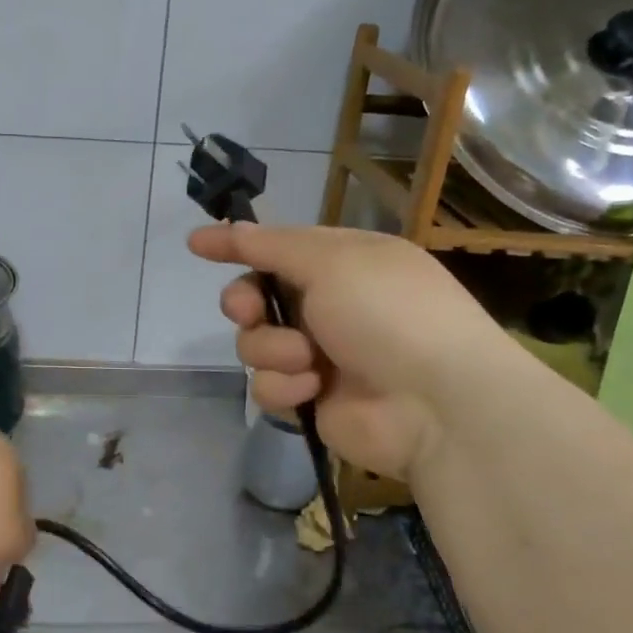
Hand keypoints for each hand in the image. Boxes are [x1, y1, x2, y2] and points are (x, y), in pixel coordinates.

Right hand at [187, 223, 517, 478]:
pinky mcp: (311, 398)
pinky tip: (312, 389)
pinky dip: (285, 386)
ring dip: (273, 349)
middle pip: (257, 297)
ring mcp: (321, 354)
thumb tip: (221, 229)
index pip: (278, 247)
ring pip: (256, 343)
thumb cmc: (388, 314)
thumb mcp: (331, 262)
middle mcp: (331, 305)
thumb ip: (270, 246)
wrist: (436, 404)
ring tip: (307, 360)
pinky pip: (268, 385)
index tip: (196, 244)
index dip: (239, 245)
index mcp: (344, 263)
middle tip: (250, 310)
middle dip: (246, 303)